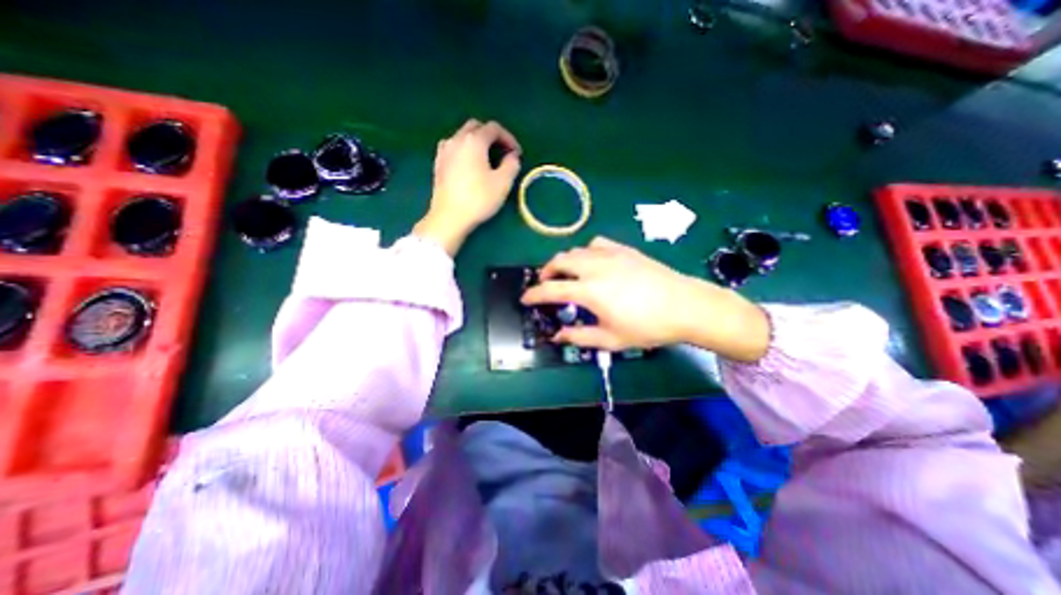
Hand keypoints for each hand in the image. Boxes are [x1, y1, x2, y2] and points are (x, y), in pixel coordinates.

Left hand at [413, 119, 521, 255]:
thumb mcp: (503, 183)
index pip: (494, 128)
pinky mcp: (438, 164)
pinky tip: (468, 165)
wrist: (449, 217)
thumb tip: (512, 156)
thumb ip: (511, 165)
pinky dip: (464, 151)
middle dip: (492, 136)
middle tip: (502, 153)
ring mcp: (444, 151)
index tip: (517, 154)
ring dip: (477, 142)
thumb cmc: (478, 199)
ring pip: (462, 136)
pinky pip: (453, 148)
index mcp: (474, 141)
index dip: (509, 138)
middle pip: (476, 127)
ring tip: (486, 159)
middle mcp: (457, 139)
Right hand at [521, 236, 773, 362]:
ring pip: (575, 250)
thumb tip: (557, 336)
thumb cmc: (648, 326)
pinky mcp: (624, 249)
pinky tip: (592, 261)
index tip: (525, 298)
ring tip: (566, 274)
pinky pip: (596, 243)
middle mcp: (595, 267)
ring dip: (564, 261)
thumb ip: (579, 337)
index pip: (550, 290)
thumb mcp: (611, 339)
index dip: (533, 294)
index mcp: (589, 291)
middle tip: (545, 285)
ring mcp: (610, 254)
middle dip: (546, 272)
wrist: (685, 306)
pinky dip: (586, 251)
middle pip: (559, 261)